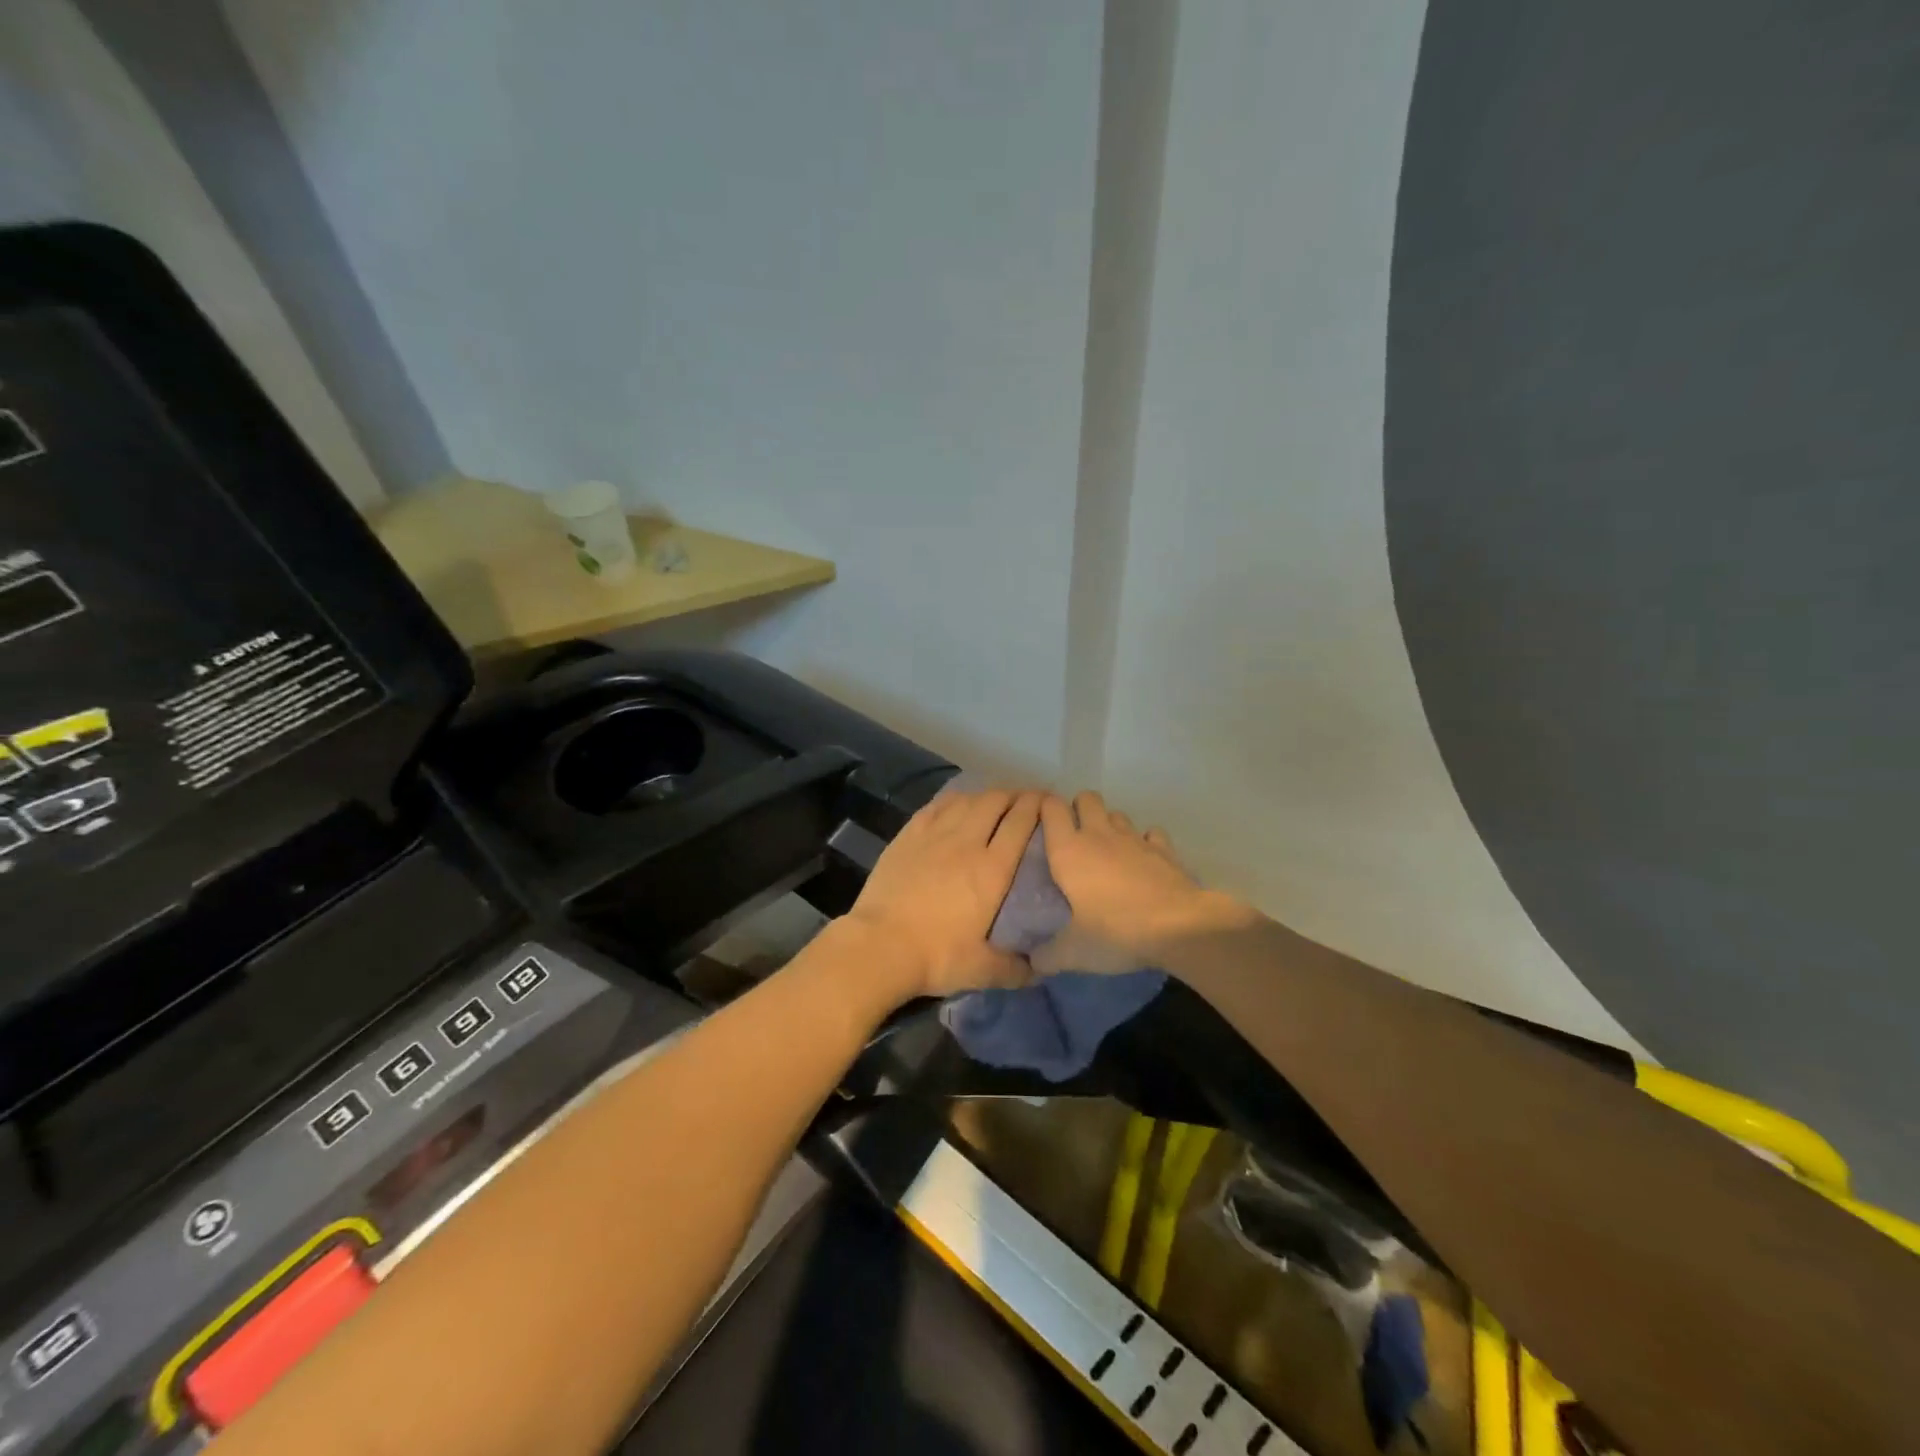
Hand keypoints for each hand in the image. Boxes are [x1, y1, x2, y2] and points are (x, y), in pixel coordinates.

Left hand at [845, 788, 1043, 999]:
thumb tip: (1038, 971)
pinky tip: (958, 802)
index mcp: (993, 870)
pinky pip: (937, 805)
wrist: (879, 945)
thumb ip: (1015, 969)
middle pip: (996, 803)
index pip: (1021, 824)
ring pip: (967, 800)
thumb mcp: (982, 970)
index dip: (1038, 806)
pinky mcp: (909, 835)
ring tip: (995, 800)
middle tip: (1025, 800)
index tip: (1048, 802)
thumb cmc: (936, 956)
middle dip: (1015, 795)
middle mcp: (968, 842)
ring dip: (986, 795)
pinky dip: (954, 799)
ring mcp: (935, 835)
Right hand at [1035, 791, 1254, 974]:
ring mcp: (1134, 838)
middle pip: (1086, 798)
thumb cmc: (1116, 932)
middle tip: (1074, 837)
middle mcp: (1098, 834)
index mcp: (1068, 850)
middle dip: (1079, 809)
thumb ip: (1047, 955)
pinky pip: (1150, 833)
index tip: (1040, 823)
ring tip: (1108, 851)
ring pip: (1117, 813)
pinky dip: (1145, 842)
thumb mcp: (1073, 952)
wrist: (1179, 927)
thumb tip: (1031, 961)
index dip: (1044, 808)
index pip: (1050, 807)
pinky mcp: (1163, 848)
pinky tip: (1144, 861)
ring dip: (1110, 825)